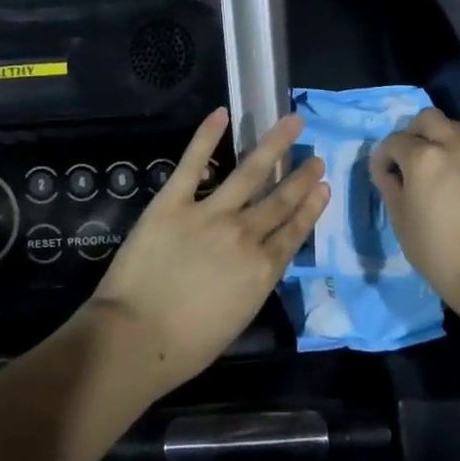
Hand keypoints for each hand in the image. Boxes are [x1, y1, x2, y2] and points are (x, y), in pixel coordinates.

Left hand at [87, 108, 327, 393]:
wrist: (135, 338)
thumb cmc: (185, 346)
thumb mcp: (237, 319)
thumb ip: (252, 283)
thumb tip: (258, 260)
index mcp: (261, 269)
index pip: (294, 230)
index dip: (311, 207)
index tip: (324, 186)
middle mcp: (244, 234)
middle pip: (279, 199)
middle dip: (301, 177)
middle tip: (317, 157)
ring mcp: (209, 213)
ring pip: (250, 172)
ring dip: (273, 146)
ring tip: (292, 123)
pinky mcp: (173, 201)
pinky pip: (193, 163)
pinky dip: (207, 136)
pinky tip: (222, 114)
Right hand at [370, 108, 459, 315]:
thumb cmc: (437, 250)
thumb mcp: (401, 220)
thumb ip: (390, 187)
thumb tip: (387, 172)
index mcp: (423, 157)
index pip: (395, 141)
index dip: (382, 156)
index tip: (380, 175)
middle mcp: (451, 147)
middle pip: (428, 118)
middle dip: (411, 132)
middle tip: (404, 159)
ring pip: (451, 127)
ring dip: (435, 137)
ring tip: (426, 167)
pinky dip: (452, 152)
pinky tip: (446, 180)